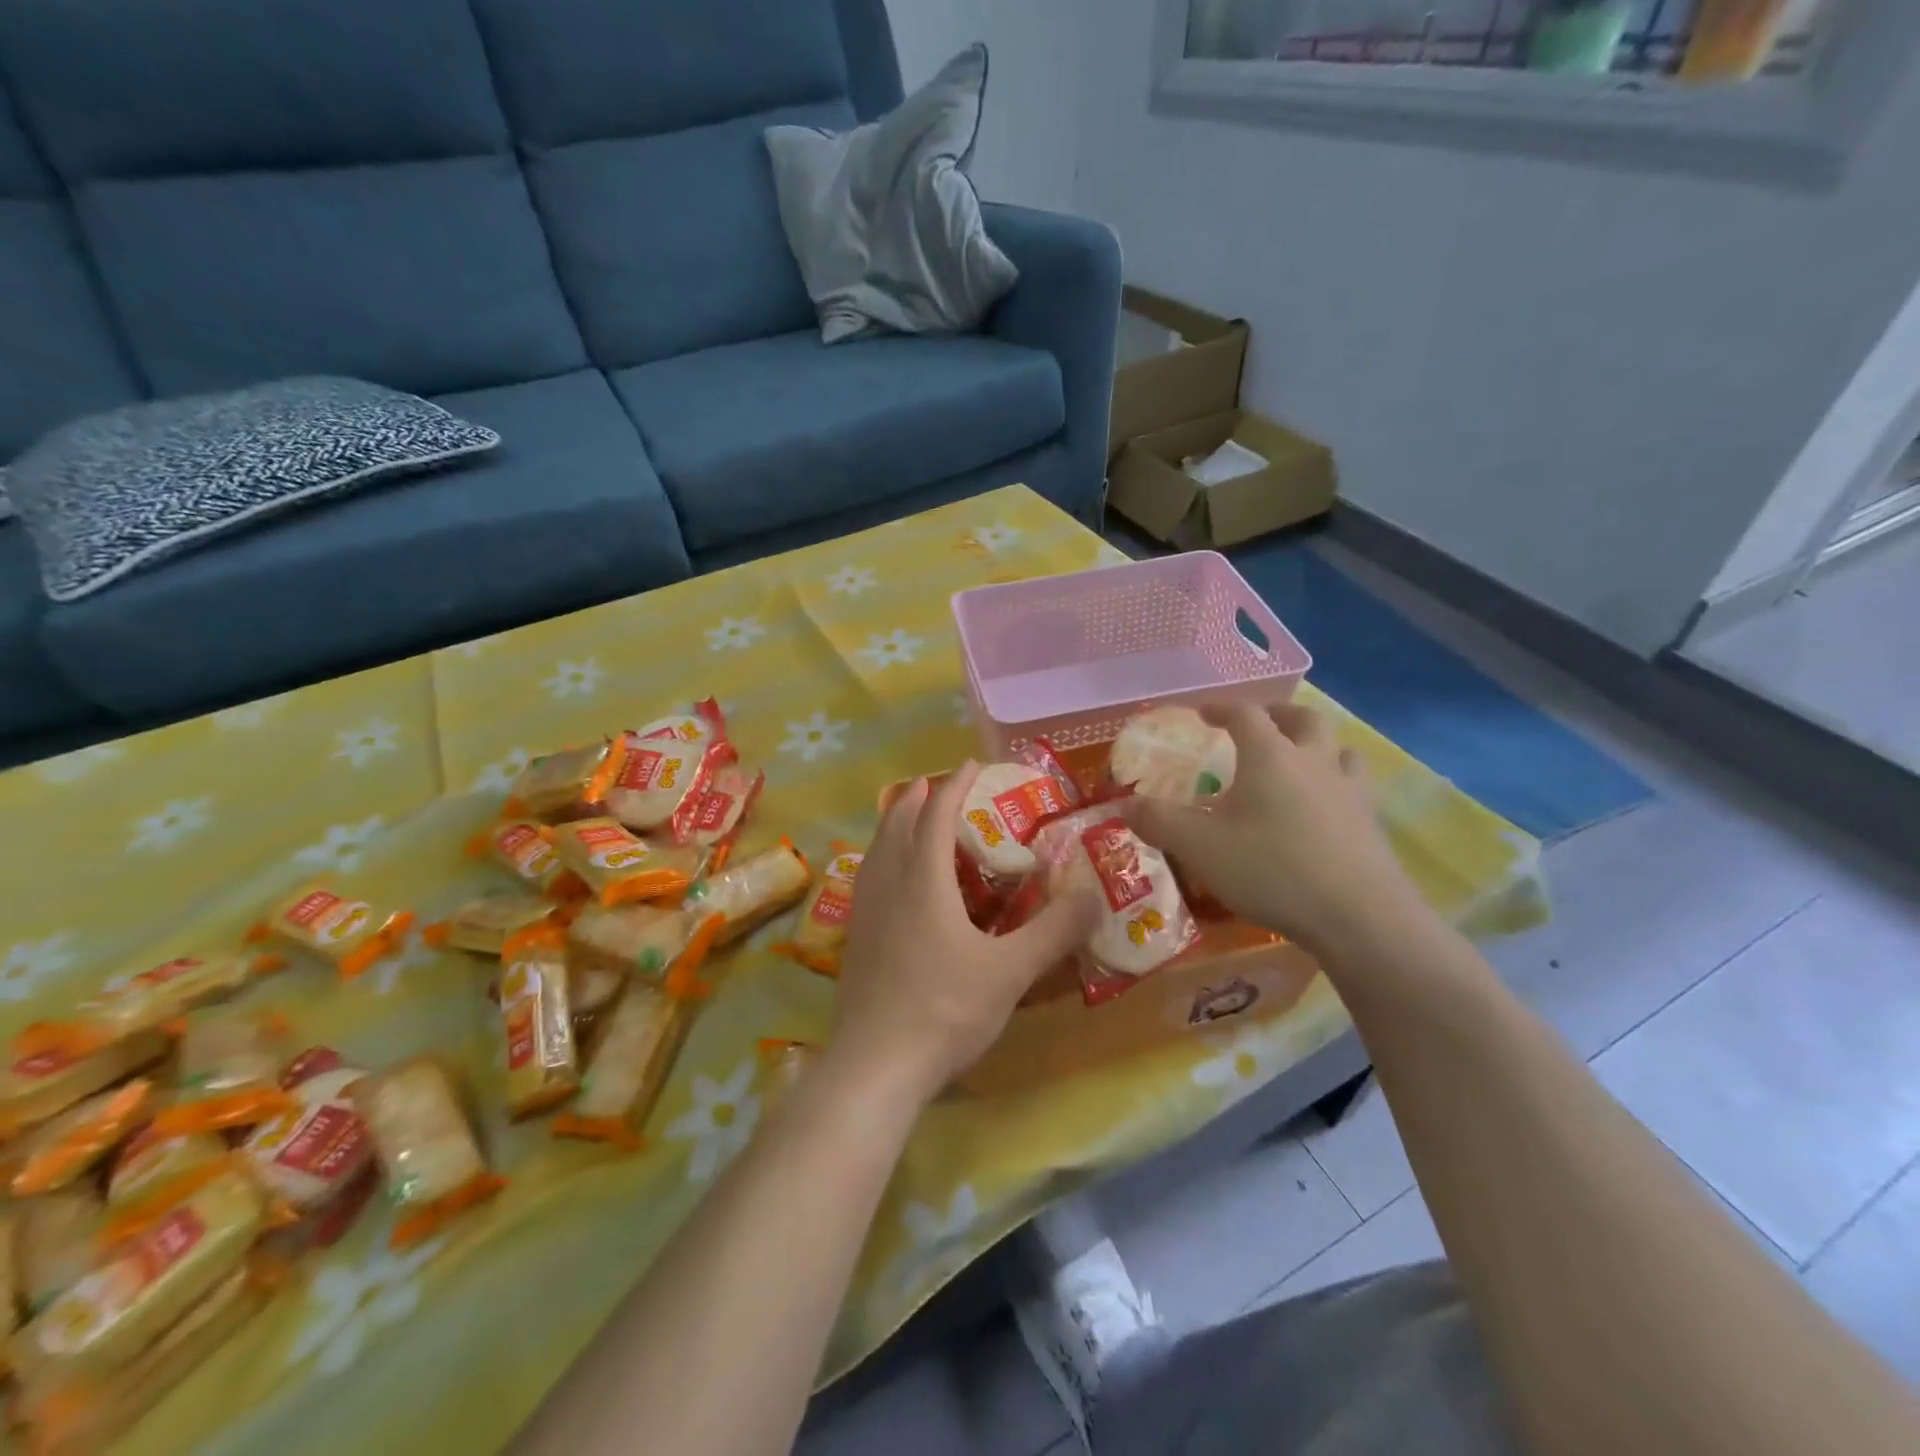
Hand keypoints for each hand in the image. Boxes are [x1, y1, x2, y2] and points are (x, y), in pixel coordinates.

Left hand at [827, 763, 1100, 1103]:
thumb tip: (1092, 895)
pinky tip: (890, 881)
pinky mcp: (854, 940)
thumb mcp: (1010, 972)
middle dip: (916, 797)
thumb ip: (1053, 932)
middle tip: (934, 784)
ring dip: (893, 824)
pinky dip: (882, 857)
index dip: (955, 786)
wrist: (874, 1067)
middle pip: (897, 824)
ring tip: (907, 818)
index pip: (936, 816)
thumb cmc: (944, 1010)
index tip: (972, 765)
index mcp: (923, 881)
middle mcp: (888, 885)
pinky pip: (868, 878)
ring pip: (876, 850)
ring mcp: (864, 913)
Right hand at [1124, 703, 1428, 960]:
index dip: (1220, 708)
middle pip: (1303, 719)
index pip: (1245, 714)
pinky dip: (1337, 783)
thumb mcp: (1199, 847)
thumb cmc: (1271, 870)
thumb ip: (1159, 821)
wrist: (1359, 917)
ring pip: (1339, 749)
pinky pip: (1356, 787)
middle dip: (1277, 715)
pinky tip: (1325, 808)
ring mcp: (1350, 792)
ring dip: (1317, 745)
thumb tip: (1124, 805)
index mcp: (1270, 756)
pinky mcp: (1371, 824)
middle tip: (1258, 725)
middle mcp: (1314, 762)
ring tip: (1299, 760)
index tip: (1202, 713)